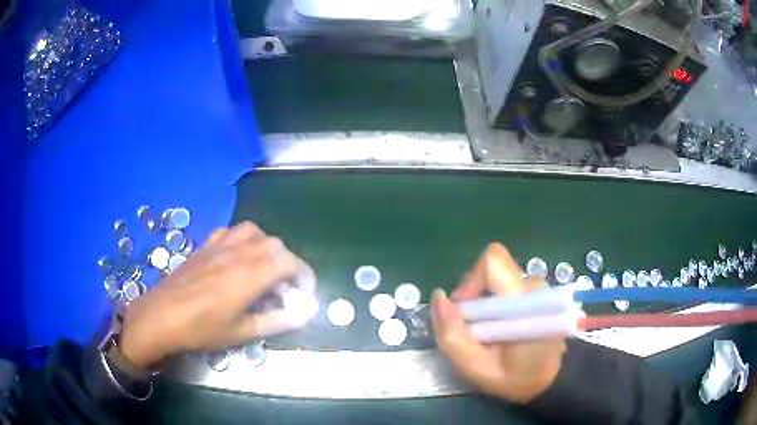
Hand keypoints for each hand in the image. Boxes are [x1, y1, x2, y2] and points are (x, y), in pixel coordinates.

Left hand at [119, 222, 314, 367]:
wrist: (161, 315)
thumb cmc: (201, 329)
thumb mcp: (241, 332)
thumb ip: (276, 321)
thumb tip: (303, 313)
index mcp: (249, 275)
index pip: (289, 262)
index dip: (304, 275)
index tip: (305, 293)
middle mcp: (238, 253)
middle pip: (275, 245)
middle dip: (288, 263)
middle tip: (284, 288)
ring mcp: (220, 245)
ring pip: (254, 232)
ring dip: (267, 247)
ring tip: (264, 269)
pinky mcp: (206, 245)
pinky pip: (232, 231)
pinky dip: (244, 240)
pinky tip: (238, 257)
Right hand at [432, 243, 566, 403]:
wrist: (550, 378)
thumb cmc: (516, 377)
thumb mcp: (477, 368)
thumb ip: (453, 336)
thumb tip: (438, 297)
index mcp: (524, 301)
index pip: (493, 262)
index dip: (470, 281)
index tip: (465, 312)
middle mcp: (534, 286)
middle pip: (492, 270)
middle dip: (473, 295)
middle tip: (473, 328)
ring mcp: (537, 287)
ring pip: (497, 278)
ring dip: (483, 302)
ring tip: (487, 333)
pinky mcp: (536, 291)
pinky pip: (505, 286)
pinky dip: (494, 304)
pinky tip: (498, 328)